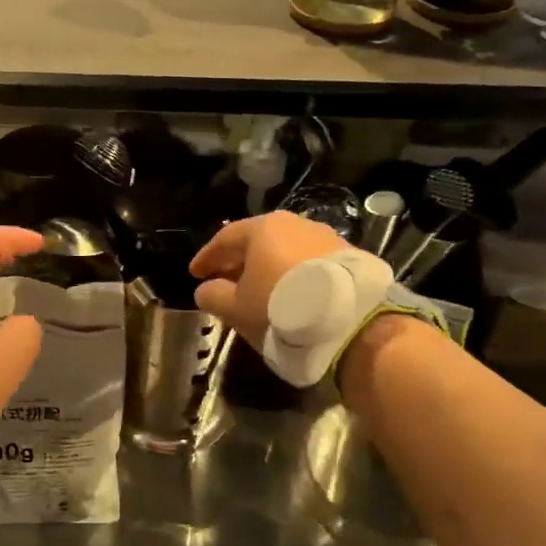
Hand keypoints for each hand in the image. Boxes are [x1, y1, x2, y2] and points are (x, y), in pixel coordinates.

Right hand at [190, 212, 355, 344]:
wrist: (349, 321)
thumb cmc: (280, 308)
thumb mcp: (237, 308)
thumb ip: (214, 296)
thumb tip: (205, 290)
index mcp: (262, 228)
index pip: (225, 238)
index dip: (207, 257)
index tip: (195, 274)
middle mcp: (294, 224)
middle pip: (258, 241)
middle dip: (238, 261)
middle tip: (224, 280)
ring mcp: (325, 237)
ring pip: (285, 250)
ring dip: (268, 268)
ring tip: (259, 289)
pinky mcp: (348, 256)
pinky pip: (309, 262)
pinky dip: (293, 275)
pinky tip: (290, 293)